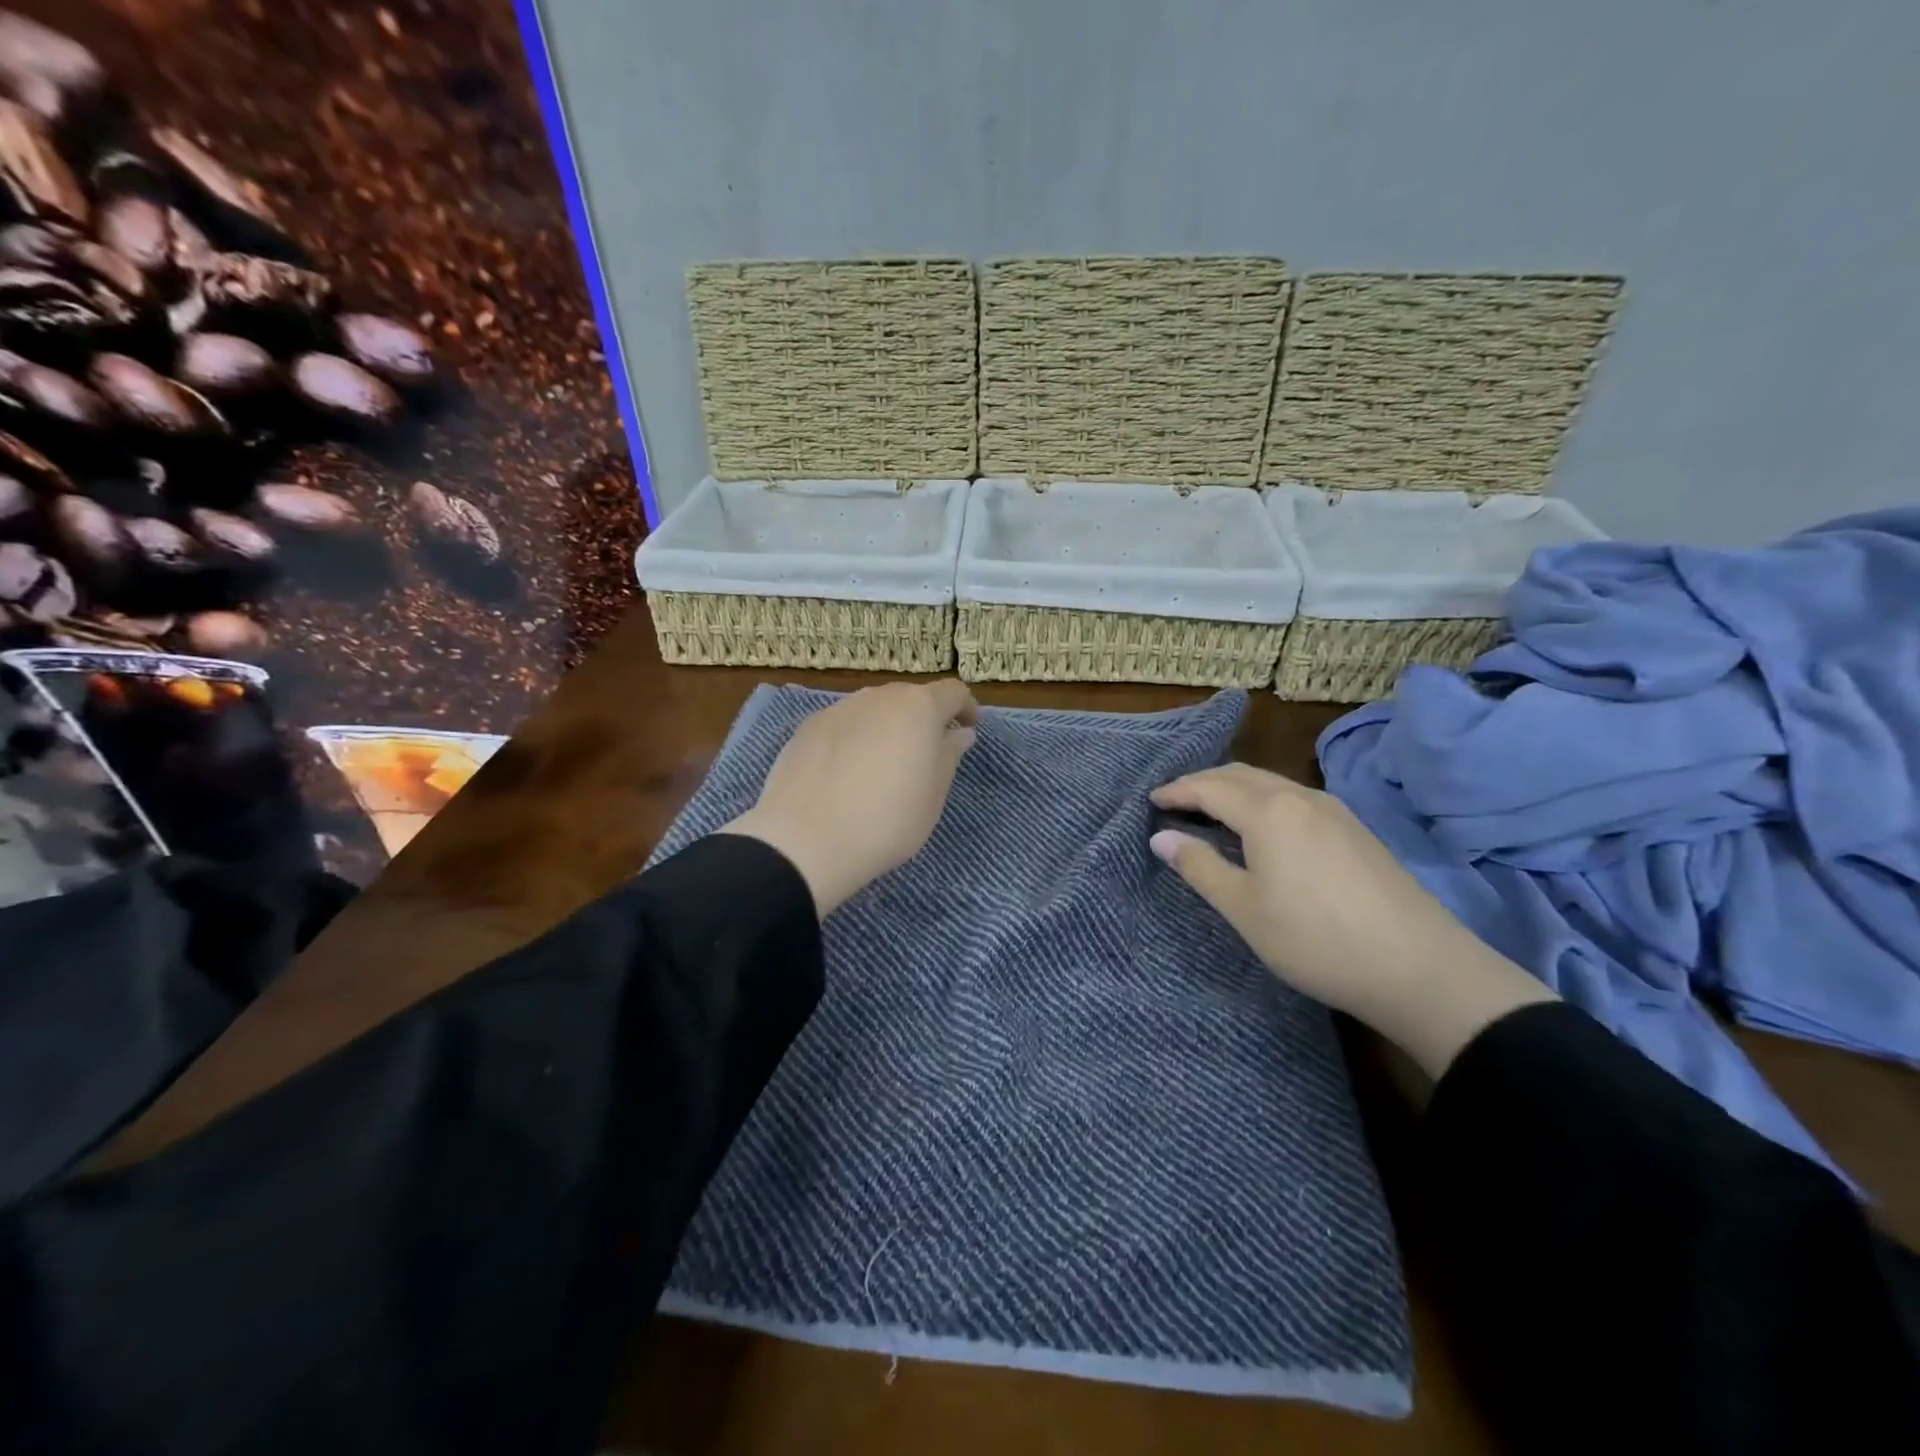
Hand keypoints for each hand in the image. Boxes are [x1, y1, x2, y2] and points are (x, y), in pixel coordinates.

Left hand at [724, 680, 978, 916]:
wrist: (805, 841)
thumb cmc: (887, 821)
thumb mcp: (933, 796)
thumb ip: (949, 756)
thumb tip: (959, 733)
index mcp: (918, 708)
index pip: (952, 692)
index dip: (965, 708)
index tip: (967, 732)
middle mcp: (878, 697)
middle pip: (910, 698)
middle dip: (923, 719)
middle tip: (925, 755)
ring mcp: (838, 709)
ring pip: (873, 710)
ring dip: (886, 728)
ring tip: (882, 766)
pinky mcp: (807, 728)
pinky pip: (843, 726)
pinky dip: (854, 740)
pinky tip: (846, 774)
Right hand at [1150, 764, 1556, 1077]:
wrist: (1419, 967)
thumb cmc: (1316, 940)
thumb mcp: (1245, 909)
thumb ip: (1200, 867)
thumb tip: (1161, 837)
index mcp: (1268, 812)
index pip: (1209, 787)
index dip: (1177, 791)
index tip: (1151, 800)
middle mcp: (1300, 797)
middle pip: (1241, 775)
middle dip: (1203, 782)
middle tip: (1175, 800)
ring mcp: (1334, 811)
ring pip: (1271, 783)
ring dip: (1235, 789)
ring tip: (1212, 811)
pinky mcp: (1355, 829)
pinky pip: (1294, 798)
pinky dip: (1263, 801)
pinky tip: (1262, 828)